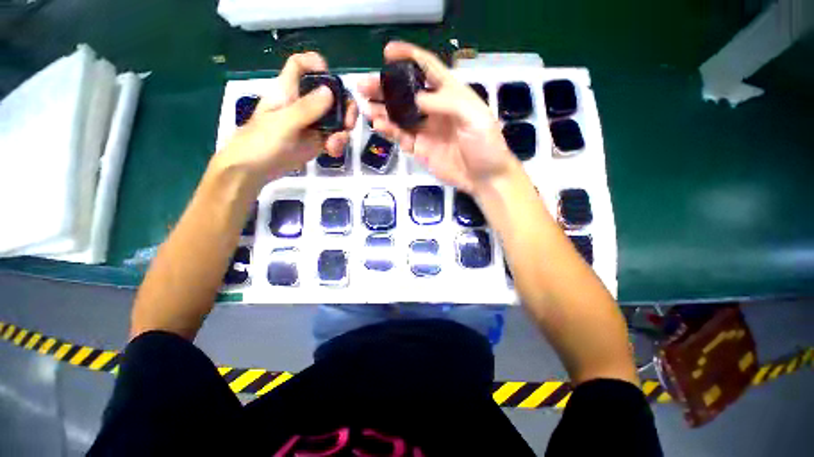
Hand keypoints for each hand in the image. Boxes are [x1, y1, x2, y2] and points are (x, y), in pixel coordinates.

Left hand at [213, 52, 357, 184]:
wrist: (255, 170)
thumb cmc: (260, 142)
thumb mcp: (283, 124)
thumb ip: (306, 109)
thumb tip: (330, 92)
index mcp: (288, 92)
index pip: (300, 66)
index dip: (315, 64)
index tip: (332, 79)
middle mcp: (302, 105)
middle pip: (329, 94)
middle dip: (344, 106)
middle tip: (349, 123)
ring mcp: (311, 124)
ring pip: (335, 118)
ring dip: (342, 130)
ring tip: (336, 145)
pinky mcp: (316, 141)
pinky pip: (334, 137)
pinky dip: (338, 144)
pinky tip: (333, 152)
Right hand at [358, 42, 519, 195]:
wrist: (484, 177)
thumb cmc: (485, 145)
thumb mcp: (474, 117)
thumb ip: (446, 103)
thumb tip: (415, 97)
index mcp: (451, 94)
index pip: (428, 69)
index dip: (409, 57)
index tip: (388, 52)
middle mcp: (435, 109)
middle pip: (406, 93)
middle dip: (386, 87)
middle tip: (365, 85)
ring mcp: (426, 130)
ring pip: (400, 116)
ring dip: (382, 110)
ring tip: (366, 106)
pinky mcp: (420, 149)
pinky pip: (402, 137)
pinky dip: (390, 131)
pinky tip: (379, 125)